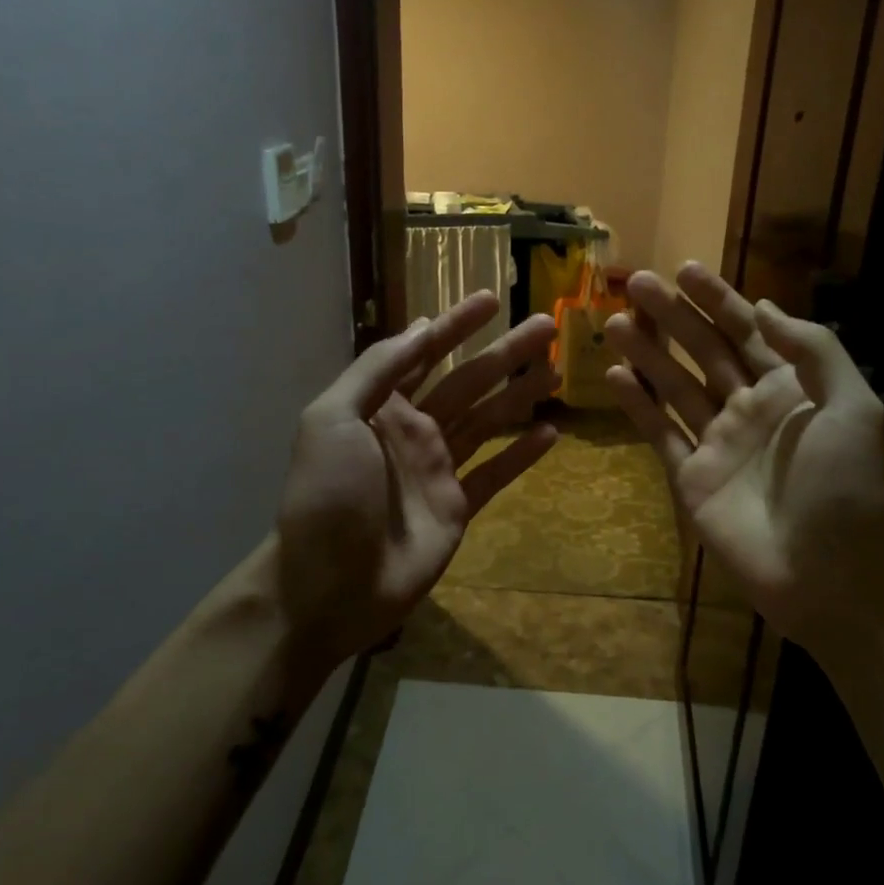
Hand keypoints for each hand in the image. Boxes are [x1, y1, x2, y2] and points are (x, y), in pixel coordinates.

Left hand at [276, 292, 558, 667]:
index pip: (425, 354)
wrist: (328, 584)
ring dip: (520, 395)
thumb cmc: (327, 496)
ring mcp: (438, 470)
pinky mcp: (457, 508)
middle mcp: (414, 431)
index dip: (456, 326)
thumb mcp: (332, 419)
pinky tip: (550, 433)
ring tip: (556, 371)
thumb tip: (419, 328)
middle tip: (545, 326)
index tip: (490, 300)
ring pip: (487, 421)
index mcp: (381, 406)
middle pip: (468, 382)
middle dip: (504, 354)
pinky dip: (521, 454)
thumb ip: (376, 372)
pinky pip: (495, 474)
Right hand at [602, 263, 883, 671]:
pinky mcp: (691, 477)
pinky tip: (615, 376)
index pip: (748, 331)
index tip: (686, 269)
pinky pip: (660, 433)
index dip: (718, 299)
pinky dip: (637, 405)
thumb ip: (814, 351)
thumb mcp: (854, 408)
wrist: (829, 578)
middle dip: (673, 316)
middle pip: (704, 351)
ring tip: (616, 323)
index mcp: (792, 388)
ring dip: (647, 353)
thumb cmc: (846, 489)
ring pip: (675, 386)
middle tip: (636, 283)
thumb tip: (763, 307)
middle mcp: (750, 408)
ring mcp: (717, 443)